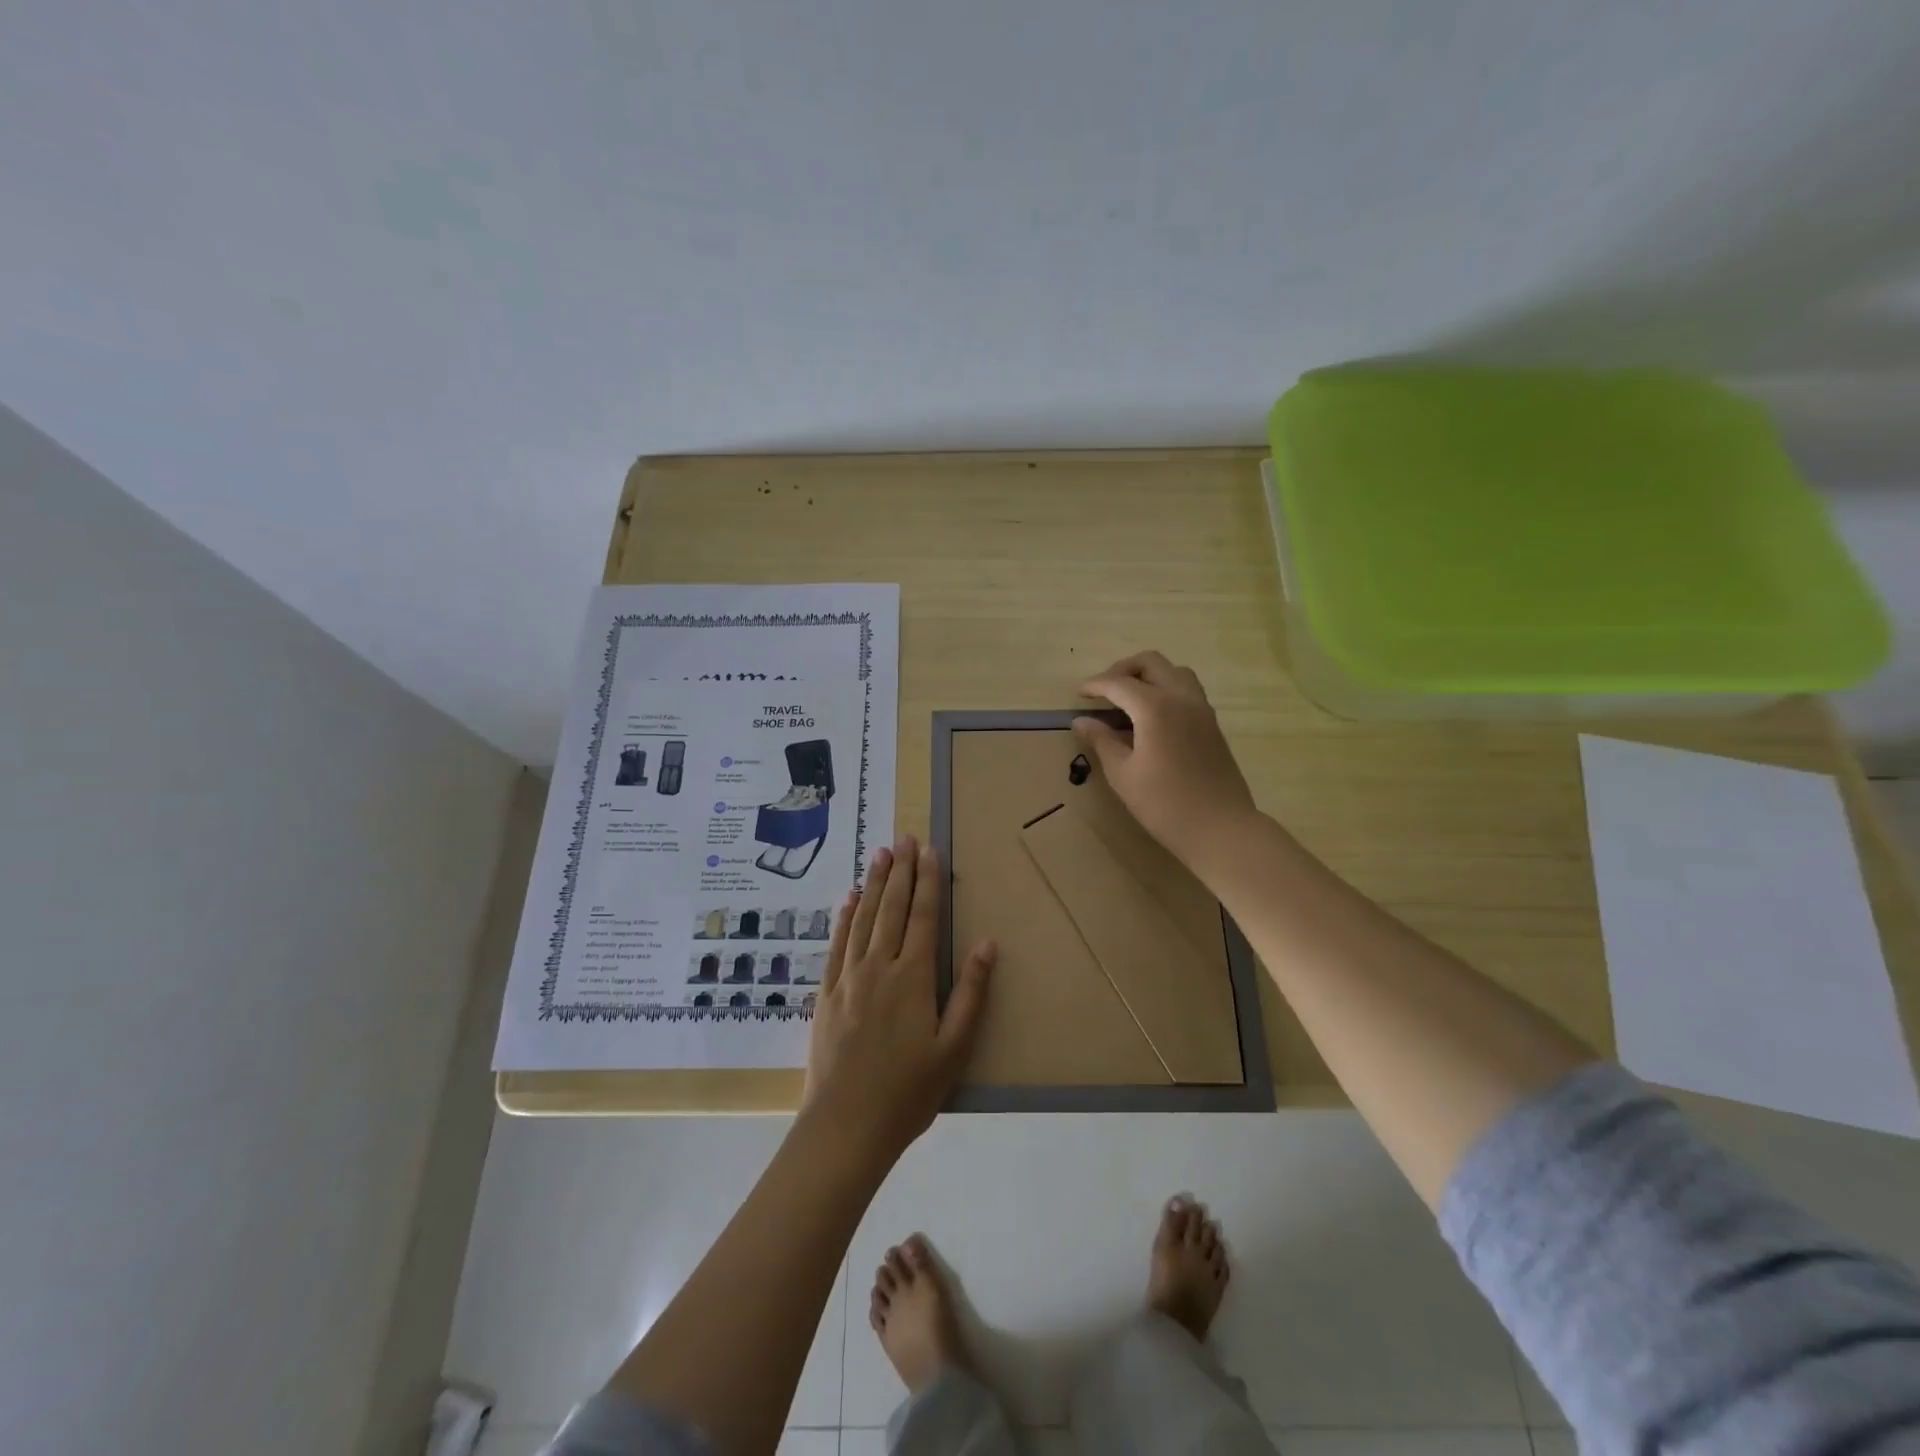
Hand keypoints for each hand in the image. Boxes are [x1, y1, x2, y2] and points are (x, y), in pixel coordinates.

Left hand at [803, 837, 995, 1159]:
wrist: (845, 1127)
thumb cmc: (908, 1092)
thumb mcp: (953, 1049)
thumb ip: (971, 993)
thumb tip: (986, 943)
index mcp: (912, 977)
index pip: (922, 916)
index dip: (927, 881)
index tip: (929, 850)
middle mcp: (878, 966)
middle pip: (891, 908)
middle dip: (900, 871)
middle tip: (904, 838)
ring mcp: (847, 978)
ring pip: (862, 918)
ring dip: (872, 883)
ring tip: (879, 853)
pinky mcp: (825, 993)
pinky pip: (836, 944)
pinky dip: (843, 917)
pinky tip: (847, 899)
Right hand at [1073, 651, 1257, 869]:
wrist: (1220, 827)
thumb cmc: (1164, 804)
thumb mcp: (1123, 774)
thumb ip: (1101, 741)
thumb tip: (1081, 721)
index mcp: (1156, 708)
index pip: (1119, 683)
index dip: (1096, 685)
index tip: (1079, 695)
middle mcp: (1182, 698)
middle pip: (1151, 663)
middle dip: (1123, 670)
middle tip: (1103, 691)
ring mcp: (1202, 709)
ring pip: (1174, 672)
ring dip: (1148, 675)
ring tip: (1128, 699)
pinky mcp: (1212, 723)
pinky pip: (1187, 689)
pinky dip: (1165, 688)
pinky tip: (1151, 716)